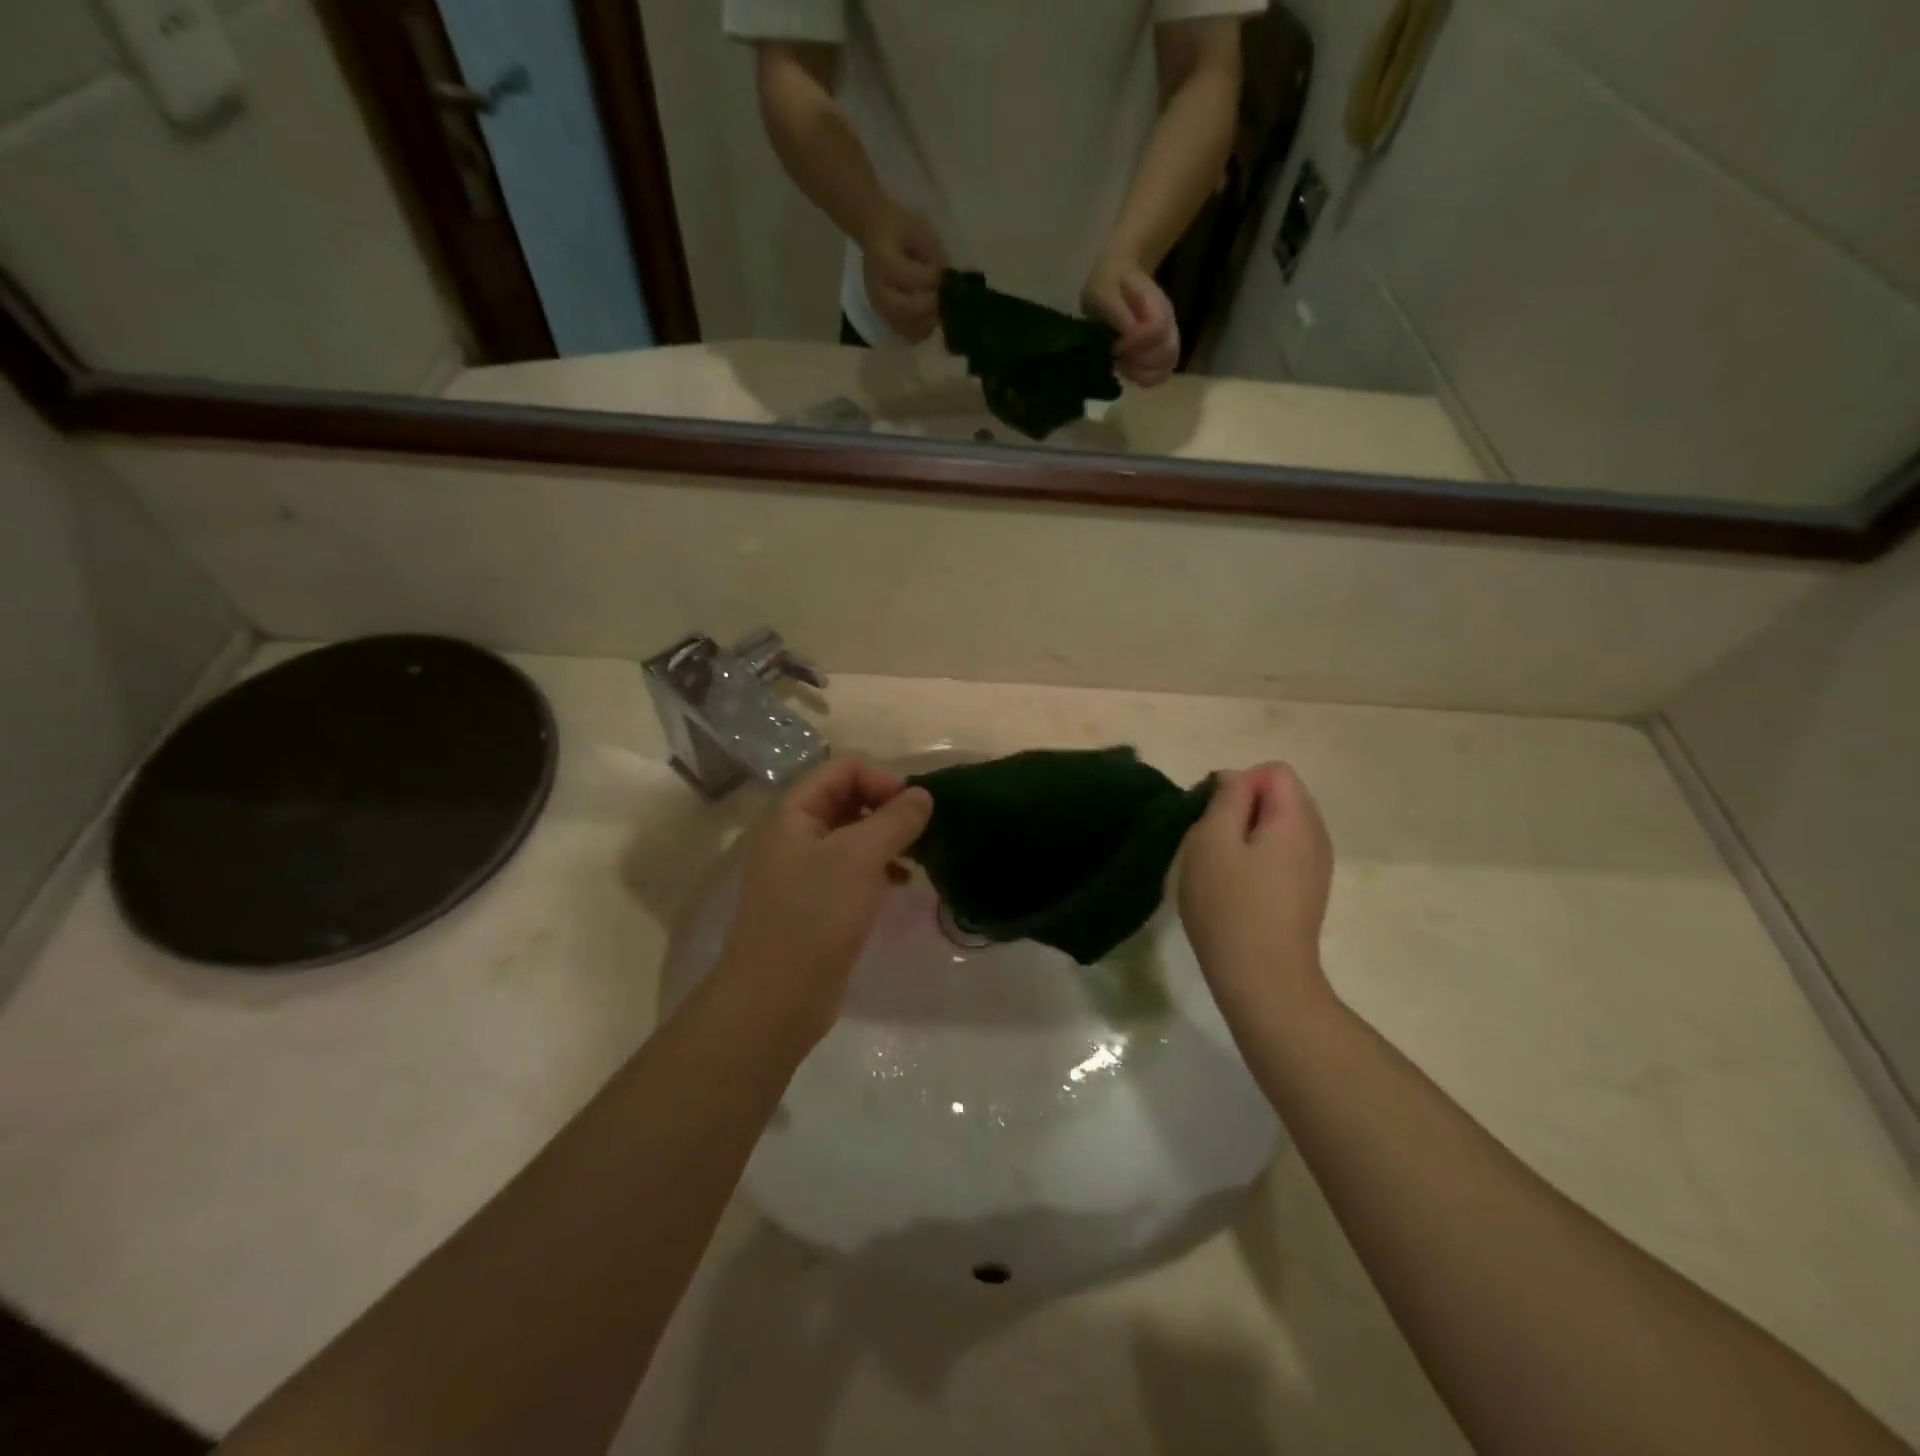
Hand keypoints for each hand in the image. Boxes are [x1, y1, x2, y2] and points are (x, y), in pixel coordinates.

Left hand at [715, 759, 932, 1046]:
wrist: (777, 997)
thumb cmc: (815, 915)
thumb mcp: (860, 858)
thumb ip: (895, 820)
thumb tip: (923, 795)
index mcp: (794, 813)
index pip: (843, 769)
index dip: (881, 778)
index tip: (914, 808)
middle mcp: (796, 834)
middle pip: (847, 798)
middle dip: (888, 808)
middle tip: (921, 831)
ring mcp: (804, 870)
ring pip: (853, 835)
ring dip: (887, 838)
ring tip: (917, 857)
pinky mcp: (817, 902)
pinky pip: (852, 868)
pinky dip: (879, 867)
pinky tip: (901, 883)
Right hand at [860, 202, 946, 342]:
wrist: (876, 235)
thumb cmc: (901, 230)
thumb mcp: (921, 232)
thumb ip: (935, 257)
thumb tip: (950, 283)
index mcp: (883, 261)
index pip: (912, 278)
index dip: (933, 277)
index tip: (941, 271)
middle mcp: (878, 290)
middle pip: (908, 309)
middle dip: (931, 303)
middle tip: (941, 294)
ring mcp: (881, 308)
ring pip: (910, 327)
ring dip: (929, 320)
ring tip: (936, 306)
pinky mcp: (887, 319)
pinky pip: (909, 335)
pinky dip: (922, 329)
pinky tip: (929, 316)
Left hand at [1083, 258, 1179, 387]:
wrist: (1118, 277)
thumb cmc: (1108, 285)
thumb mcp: (1102, 290)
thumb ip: (1115, 310)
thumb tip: (1128, 333)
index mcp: (1155, 305)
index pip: (1156, 330)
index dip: (1135, 342)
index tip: (1115, 344)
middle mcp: (1168, 323)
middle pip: (1167, 353)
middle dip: (1138, 361)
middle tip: (1118, 356)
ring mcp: (1167, 339)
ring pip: (1166, 367)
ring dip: (1141, 373)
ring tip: (1123, 364)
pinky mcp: (1161, 353)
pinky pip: (1160, 375)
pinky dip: (1144, 378)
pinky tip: (1129, 370)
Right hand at [1178, 764, 1334, 1022]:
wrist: (1264, 978)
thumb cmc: (1230, 905)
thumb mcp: (1212, 841)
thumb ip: (1226, 798)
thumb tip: (1236, 778)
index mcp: (1296, 818)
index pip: (1273, 771)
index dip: (1238, 784)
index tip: (1213, 817)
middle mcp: (1316, 835)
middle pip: (1280, 796)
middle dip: (1242, 808)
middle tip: (1212, 842)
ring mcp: (1317, 866)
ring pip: (1279, 826)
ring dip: (1247, 835)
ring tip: (1222, 868)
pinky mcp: (1308, 890)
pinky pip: (1283, 853)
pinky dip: (1258, 858)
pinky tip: (1239, 888)